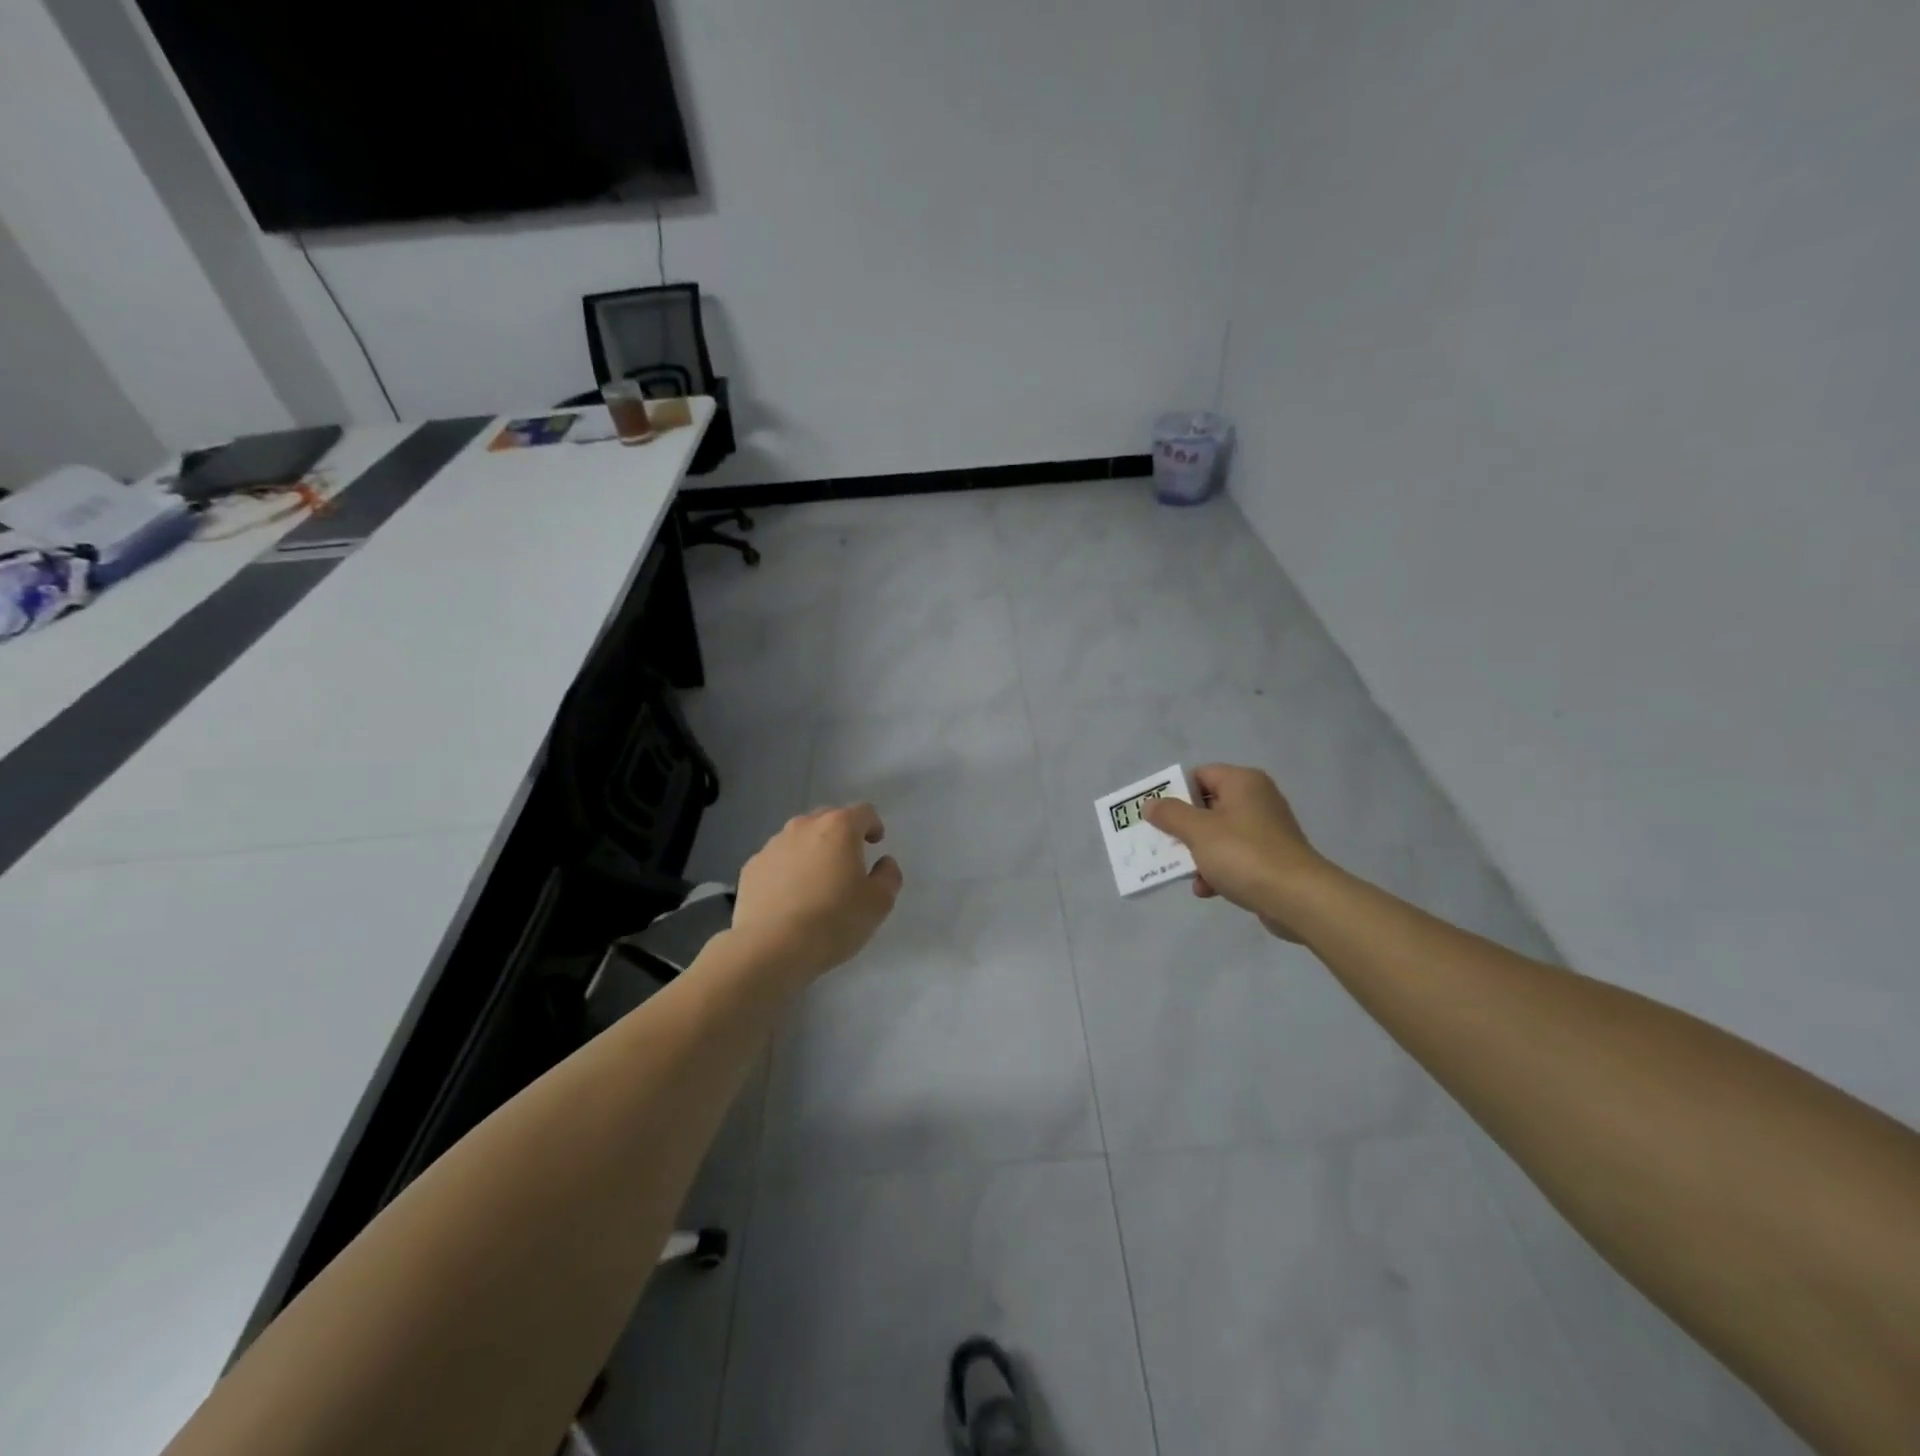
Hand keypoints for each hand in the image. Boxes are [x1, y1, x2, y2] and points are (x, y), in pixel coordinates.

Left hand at [729, 804, 903, 983]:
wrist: (771, 948)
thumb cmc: (834, 921)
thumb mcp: (878, 903)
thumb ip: (888, 876)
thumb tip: (884, 863)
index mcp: (839, 828)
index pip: (863, 812)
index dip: (873, 825)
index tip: (875, 844)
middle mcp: (803, 826)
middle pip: (828, 819)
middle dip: (841, 835)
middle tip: (847, 863)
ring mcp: (772, 845)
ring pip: (799, 838)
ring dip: (812, 851)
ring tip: (816, 883)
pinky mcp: (751, 868)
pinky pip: (777, 860)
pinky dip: (787, 870)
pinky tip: (789, 898)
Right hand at [1143, 765, 1327, 939]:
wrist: (1298, 899)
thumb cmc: (1244, 854)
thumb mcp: (1198, 831)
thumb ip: (1170, 815)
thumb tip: (1150, 804)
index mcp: (1242, 782)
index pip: (1200, 775)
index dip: (1175, 793)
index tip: (1156, 815)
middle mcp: (1257, 799)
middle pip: (1207, 806)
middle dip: (1183, 828)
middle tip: (1161, 843)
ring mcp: (1265, 830)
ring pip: (1218, 835)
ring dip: (1197, 853)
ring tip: (1182, 872)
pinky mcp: (1271, 858)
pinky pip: (1234, 857)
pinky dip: (1217, 870)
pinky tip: (1206, 889)